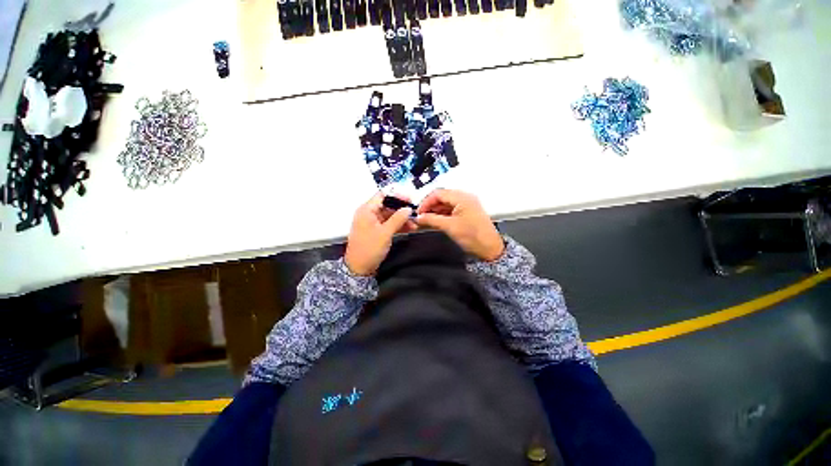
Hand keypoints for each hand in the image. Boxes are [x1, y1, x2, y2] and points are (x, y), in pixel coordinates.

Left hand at [344, 193, 416, 275]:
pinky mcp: (376, 231)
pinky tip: (408, 228)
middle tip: (415, 214)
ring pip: (389, 215)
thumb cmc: (369, 249)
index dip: (397, 196)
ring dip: (401, 218)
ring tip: (414, 224)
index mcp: (367, 210)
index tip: (410, 200)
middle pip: (387, 205)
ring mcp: (372, 223)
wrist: (359, 269)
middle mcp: (368, 214)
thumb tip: (408, 208)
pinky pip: (388, 224)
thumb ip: (397, 219)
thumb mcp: (385, 233)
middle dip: (401, 210)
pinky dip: (398, 225)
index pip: (383, 195)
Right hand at [416, 189, 504, 261]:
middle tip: (421, 217)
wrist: (490, 248)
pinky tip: (436, 221)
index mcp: (461, 197)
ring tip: (427, 220)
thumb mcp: (449, 227)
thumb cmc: (472, 236)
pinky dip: (442, 214)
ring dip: (435, 211)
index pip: (438, 193)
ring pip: (446, 203)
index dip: (426, 202)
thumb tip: (418, 217)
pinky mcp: (467, 212)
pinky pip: (451, 209)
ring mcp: (467, 204)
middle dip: (430, 206)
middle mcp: (464, 197)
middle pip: (442, 197)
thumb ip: (431, 220)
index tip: (418, 213)